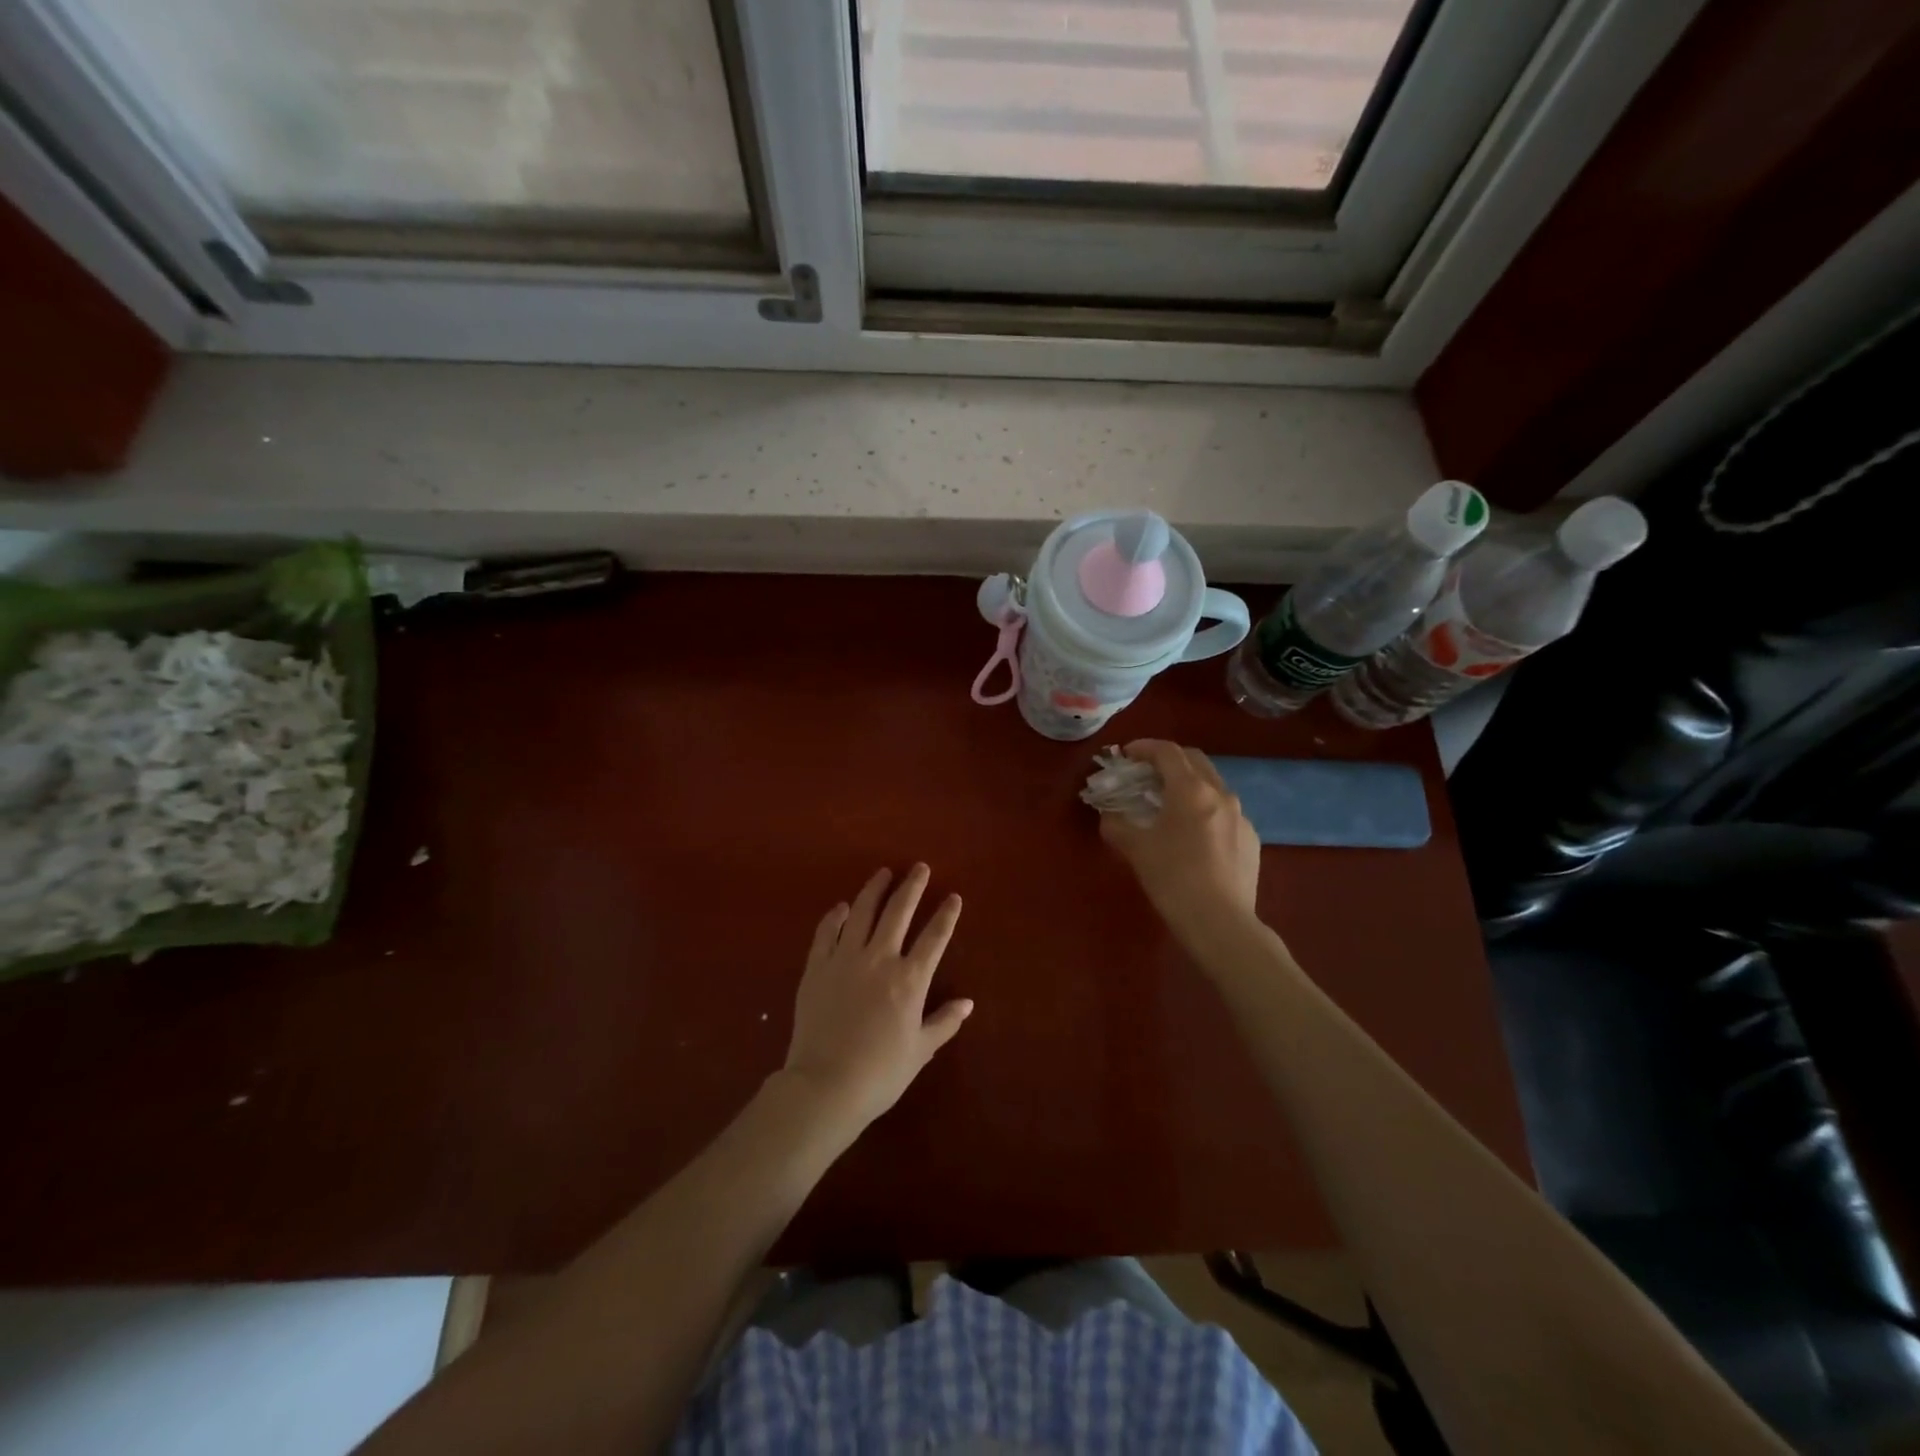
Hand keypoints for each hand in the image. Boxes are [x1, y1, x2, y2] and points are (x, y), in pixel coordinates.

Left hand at [782, 865, 971, 1136]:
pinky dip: (835, 916)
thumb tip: (968, 1003)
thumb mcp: (920, 1051)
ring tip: (883, 873)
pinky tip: (842, 906)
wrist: (825, 1085)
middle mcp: (880, 959)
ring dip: (875, 889)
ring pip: (862, 912)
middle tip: (920, 868)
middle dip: (912, 887)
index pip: (934, 937)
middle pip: (898, 912)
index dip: (946, 915)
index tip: (953, 896)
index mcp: (909, 980)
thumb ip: (944, 1022)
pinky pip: (826, 932)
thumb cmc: (880, 1073)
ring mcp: (845, 959)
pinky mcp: (817, 967)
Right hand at [1100, 740, 1259, 932]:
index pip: (1167, 752)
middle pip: (1194, 760)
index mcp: (1191, 790)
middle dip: (1169, 760)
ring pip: (1213, 785)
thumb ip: (1117, 826)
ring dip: (1189, 783)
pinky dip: (1205, 809)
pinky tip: (1194, 835)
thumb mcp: (1136, 850)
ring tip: (1169, 803)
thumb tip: (1108, 817)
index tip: (1127, 754)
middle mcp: (1221, 794)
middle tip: (1146, 773)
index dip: (1144, 747)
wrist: (1221, 923)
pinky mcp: (1251, 839)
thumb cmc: (1174, 879)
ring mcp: (1241, 816)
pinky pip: (1225, 812)